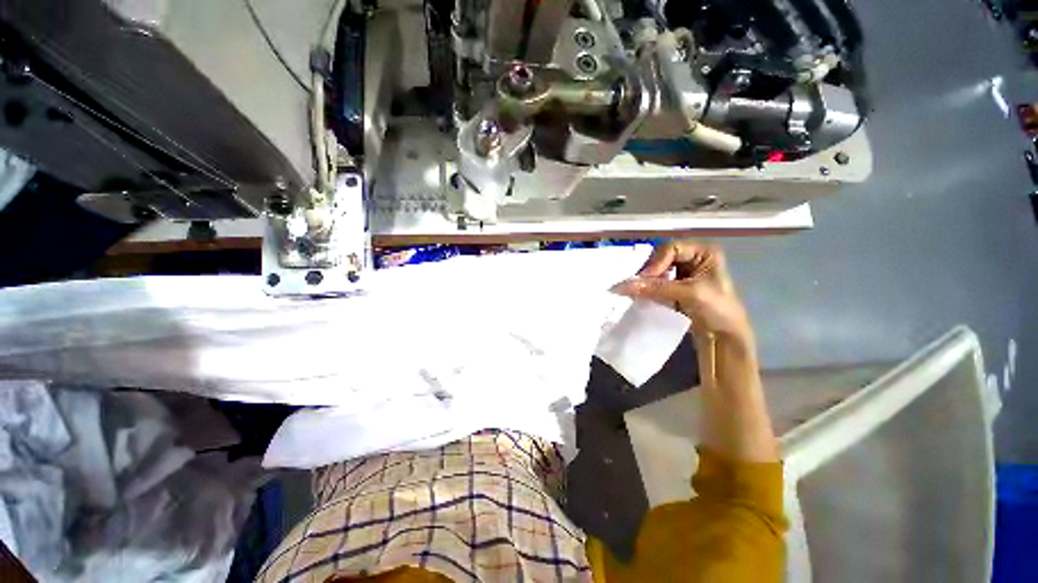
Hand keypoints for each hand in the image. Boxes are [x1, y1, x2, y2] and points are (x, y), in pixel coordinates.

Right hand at [611, 242, 752, 342]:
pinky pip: (656, 284)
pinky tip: (639, 295)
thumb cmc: (717, 309)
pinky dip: (647, 289)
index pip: (671, 249)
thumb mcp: (689, 294)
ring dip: (646, 281)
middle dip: (648, 271)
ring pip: (657, 272)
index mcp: (703, 252)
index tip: (643, 280)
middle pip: (661, 259)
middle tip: (634, 285)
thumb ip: (656, 287)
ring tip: (634, 290)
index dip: (656, 262)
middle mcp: (692, 259)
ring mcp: (683, 275)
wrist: (726, 339)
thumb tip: (621, 286)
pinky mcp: (675, 289)